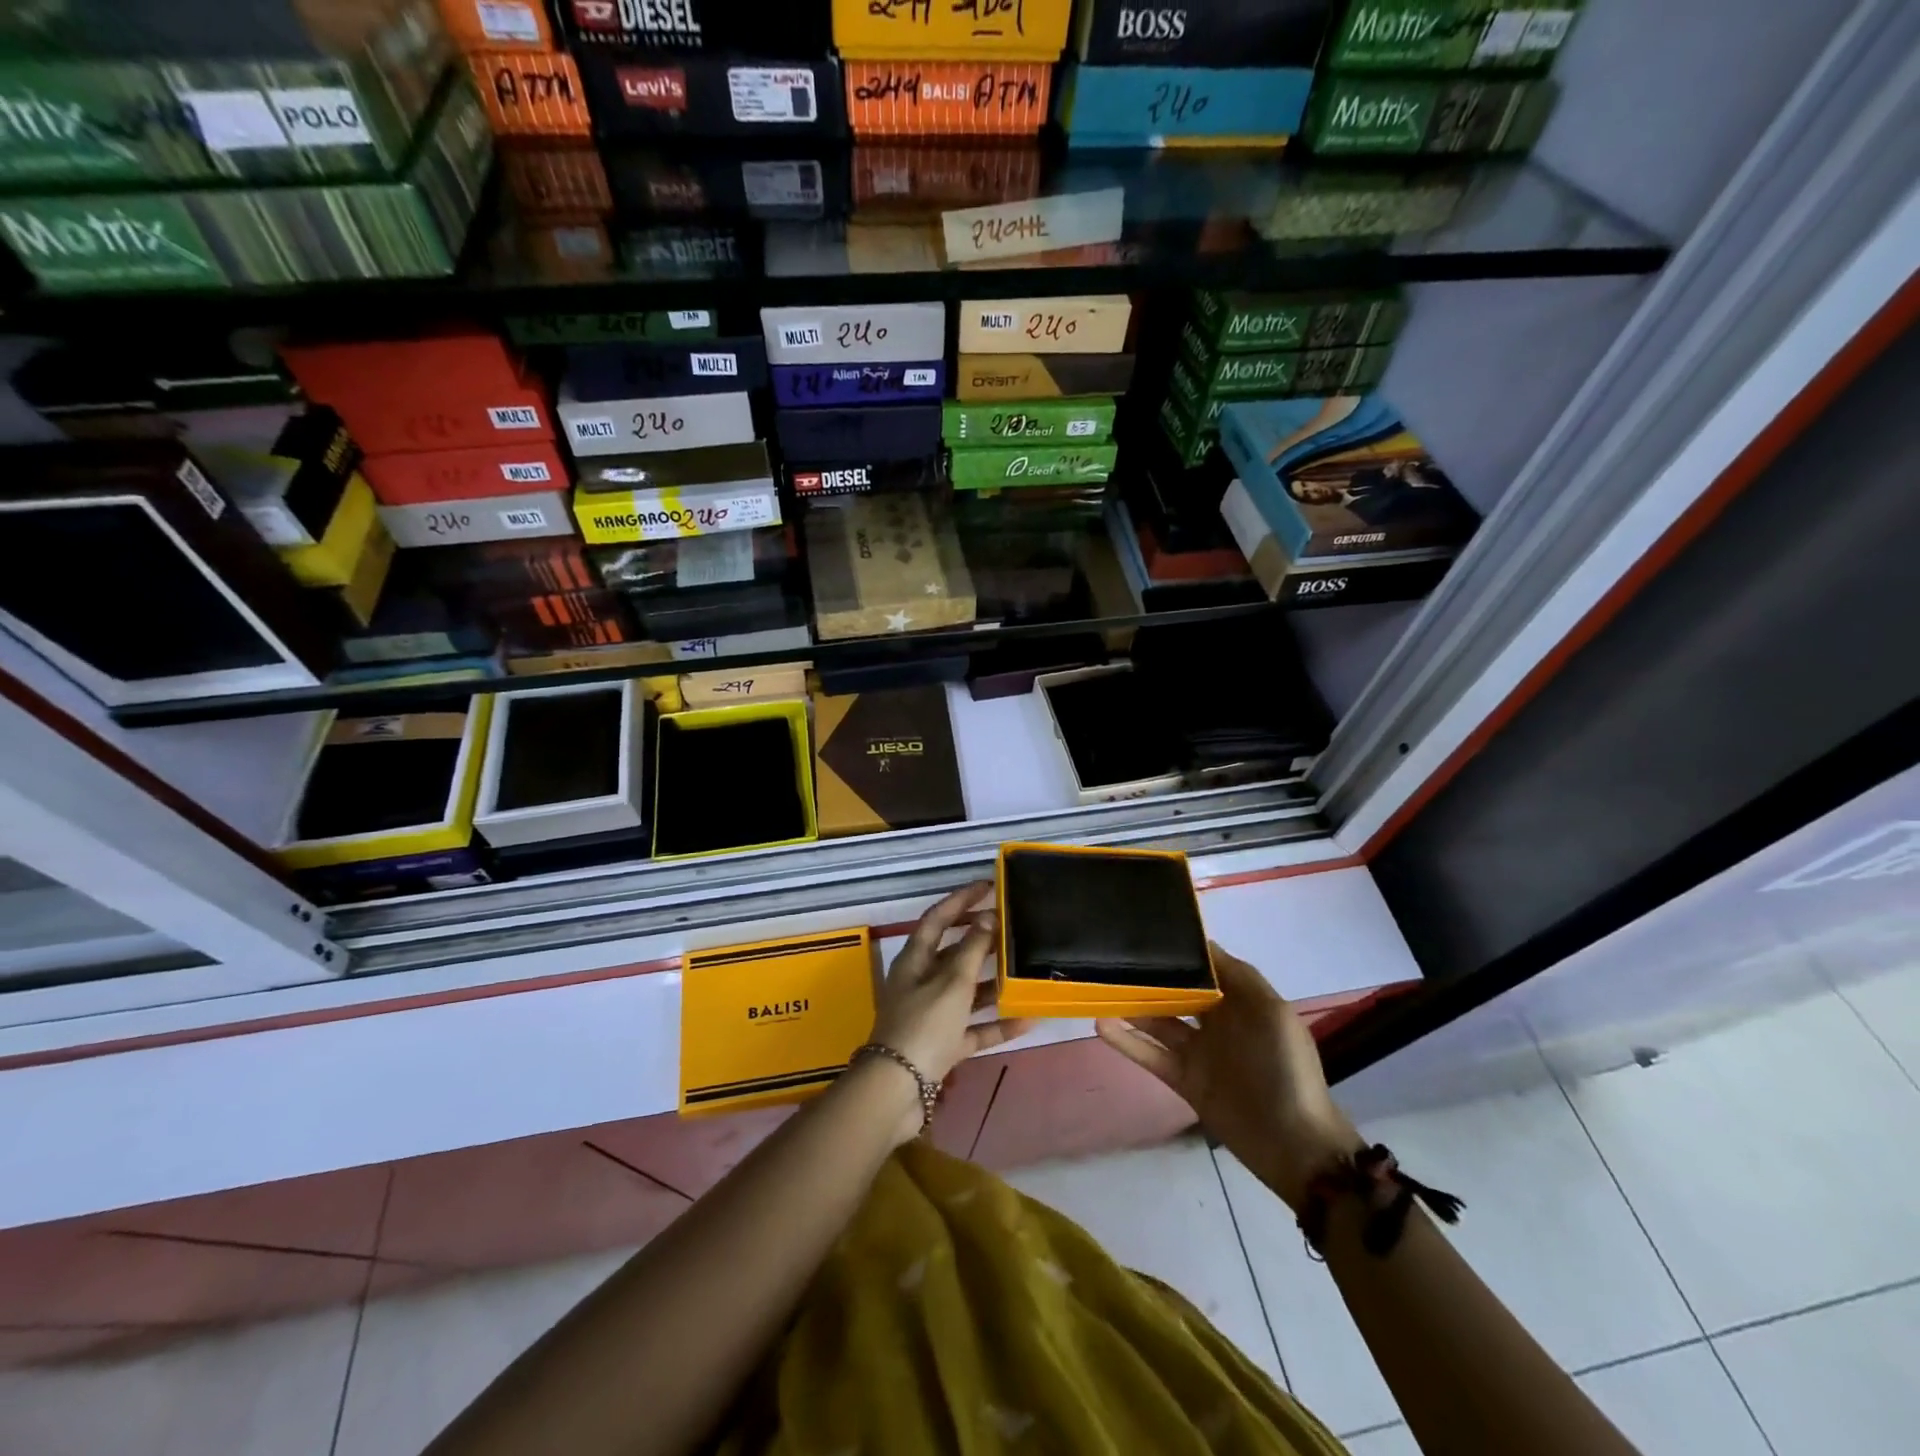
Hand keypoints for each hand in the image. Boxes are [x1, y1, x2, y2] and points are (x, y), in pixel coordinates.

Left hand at [870, 882, 1029, 1087]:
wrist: (897, 1091)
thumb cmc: (923, 1026)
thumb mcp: (951, 983)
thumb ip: (972, 950)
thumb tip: (988, 918)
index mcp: (915, 960)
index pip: (938, 918)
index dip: (961, 900)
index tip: (988, 886)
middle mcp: (921, 982)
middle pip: (953, 954)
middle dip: (981, 940)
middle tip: (1012, 928)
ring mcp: (932, 1015)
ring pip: (965, 991)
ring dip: (992, 982)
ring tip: (1024, 970)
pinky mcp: (943, 1045)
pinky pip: (973, 1028)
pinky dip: (996, 1024)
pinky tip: (1025, 1019)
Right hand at [1097, 943, 1360, 1211]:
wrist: (1293, 1143)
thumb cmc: (1284, 1068)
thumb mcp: (1272, 1013)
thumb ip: (1239, 976)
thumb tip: (1204, 944)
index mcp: (1241, 1003)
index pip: (1206, 968)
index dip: (1181, 951)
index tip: (1150, 931)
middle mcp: (1217, 1022)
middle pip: (1177, 992)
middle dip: (1151, 975)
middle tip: (1114, 954)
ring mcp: (1198, 1052)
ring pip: (1157, 1021)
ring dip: (1131, 1005)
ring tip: (1099, 984)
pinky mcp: (1183, 1079)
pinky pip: (1149, 1054)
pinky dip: (1126, 1041)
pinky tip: (1101, 1023)